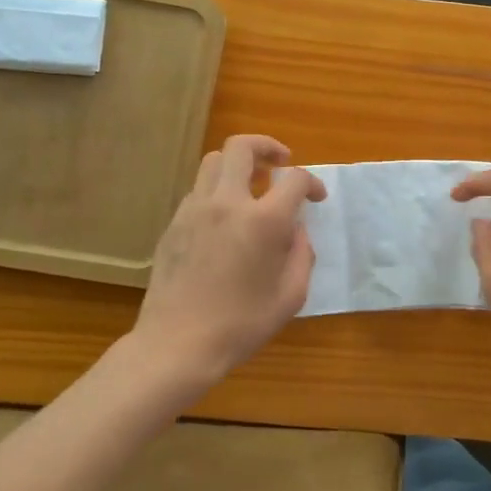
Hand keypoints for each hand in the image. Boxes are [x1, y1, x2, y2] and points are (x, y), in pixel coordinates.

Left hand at [133, 134, 325, 387]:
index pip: (294, 179)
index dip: (312, 183)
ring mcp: (194, 210)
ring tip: (251, 185)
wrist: (178, 344)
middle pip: (242, 147)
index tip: (316, 197)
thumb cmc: (241, 325)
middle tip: (280, 162)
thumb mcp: (291, 296)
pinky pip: (198, 190)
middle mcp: (227, 203)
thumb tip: (295, 231)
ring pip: (214, 161)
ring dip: (237, 164)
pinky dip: (217, 190)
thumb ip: (301, 255)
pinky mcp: (173, 223)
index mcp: (263, 221)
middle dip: (267, 146)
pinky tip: (225, 218)